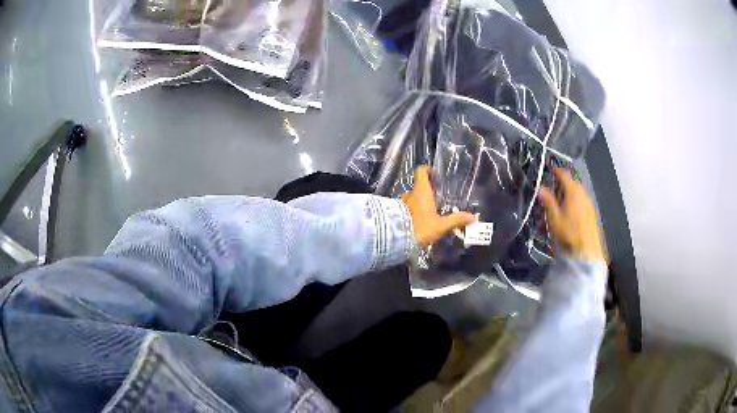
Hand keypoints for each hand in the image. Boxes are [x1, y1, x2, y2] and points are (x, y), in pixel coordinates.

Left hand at [401, 166, 476, 245]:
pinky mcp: (395, 213)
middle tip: (439, 199)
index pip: (421, 171)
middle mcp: (410, 193)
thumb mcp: (440, 225)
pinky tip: (420, 222)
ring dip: (420, 203)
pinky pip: (406, 208)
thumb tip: (473, 217)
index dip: (428, 170)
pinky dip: (413, 211)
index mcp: (421, 191)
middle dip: (428, 192)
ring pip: (413, 198)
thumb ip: (456, 220)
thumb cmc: (419, 227)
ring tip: (431, 213)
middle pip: (419, 187)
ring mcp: (401, 203)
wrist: (395, 238)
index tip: (436, 174)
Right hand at [538, 168, 605, 261]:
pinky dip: (573, 206)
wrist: (586, 252)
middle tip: (551, 197)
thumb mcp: (553, 218)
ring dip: (567, 198)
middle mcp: (583, 194)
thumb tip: (541, 188)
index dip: (557, 172)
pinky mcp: (592, 215)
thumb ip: (547, 201)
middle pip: (571, 185)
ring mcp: (589, 204)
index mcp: (573, 191)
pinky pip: (581, 204)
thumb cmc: (568, 233)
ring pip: (576, 195)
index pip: (564, 175)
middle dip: (561, 188)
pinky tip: (568, 219)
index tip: (551, 172)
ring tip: (558, 211)